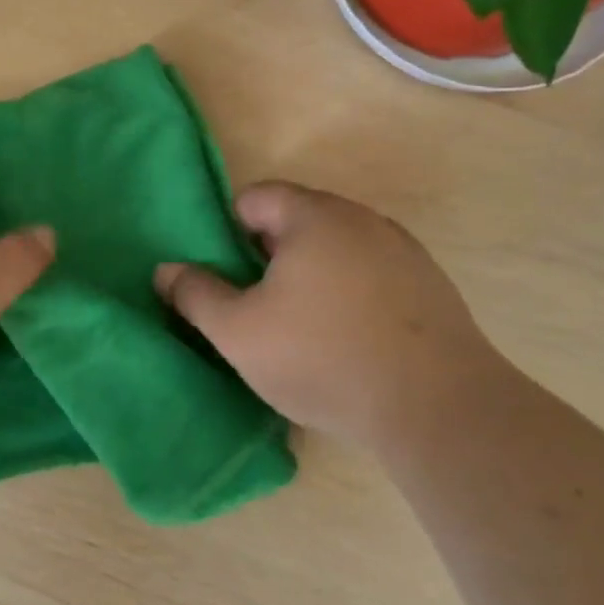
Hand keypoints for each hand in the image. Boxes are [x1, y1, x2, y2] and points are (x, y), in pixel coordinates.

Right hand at [156, 181, 503, 448]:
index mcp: (313, 216)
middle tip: (258, 305)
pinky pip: (372, 273)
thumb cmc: (322, 357)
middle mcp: (362, 219)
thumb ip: (196, 295)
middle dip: (270, 255)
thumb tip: (165, 270)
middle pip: (298, 220)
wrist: (437, 407)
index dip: (230, 231)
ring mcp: (403, 250)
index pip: (257, 197)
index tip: (227, 277)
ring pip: (337, 248)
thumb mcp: (239, 332)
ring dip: (312, 274)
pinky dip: (351, 292)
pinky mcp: (430, 285)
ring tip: (303, 326)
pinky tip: (350, 338)